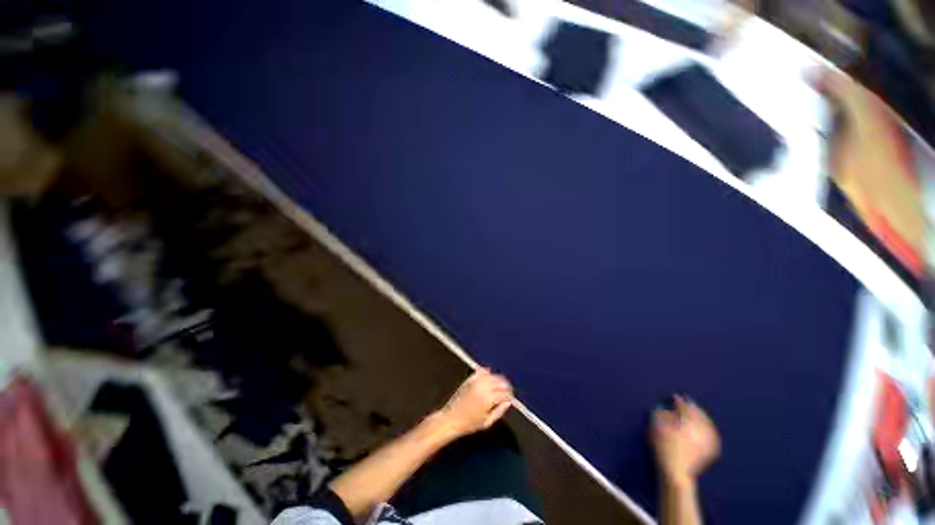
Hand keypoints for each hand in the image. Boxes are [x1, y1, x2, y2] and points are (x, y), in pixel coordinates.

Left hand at [437, 368, 512, 437]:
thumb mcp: (487, 422)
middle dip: (506, 386)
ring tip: (501, 385)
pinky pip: (481, 371)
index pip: (505, 393)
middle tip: (508, 391)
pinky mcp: (470, 379)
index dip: (510, 395)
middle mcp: (483, 387)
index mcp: (488, 399)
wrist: (451, 418)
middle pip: (500, 381)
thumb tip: (508, 402)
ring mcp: (476, 381)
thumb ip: (499, 411)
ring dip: (498, 378)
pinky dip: (487, 372)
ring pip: (492, 375)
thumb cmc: (469, 424)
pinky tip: (490, 375)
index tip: (511, 398)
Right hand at [651, 396, 720, 487]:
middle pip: (698, 412)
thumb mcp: (656, 427)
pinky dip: (709, 427)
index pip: (684, 406)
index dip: (678, 400)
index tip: (674, 396)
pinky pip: (713, 433)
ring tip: (696, 410)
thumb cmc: (663, 447)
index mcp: (687, 421)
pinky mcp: (711, 449)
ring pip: (707, 422)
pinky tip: (707, 426)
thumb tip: (664, 406)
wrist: (676, 472)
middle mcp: (701, 428)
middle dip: (692, 405)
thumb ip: (659, 413)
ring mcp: (708, 439)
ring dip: (701, 415)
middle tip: (686, 400)